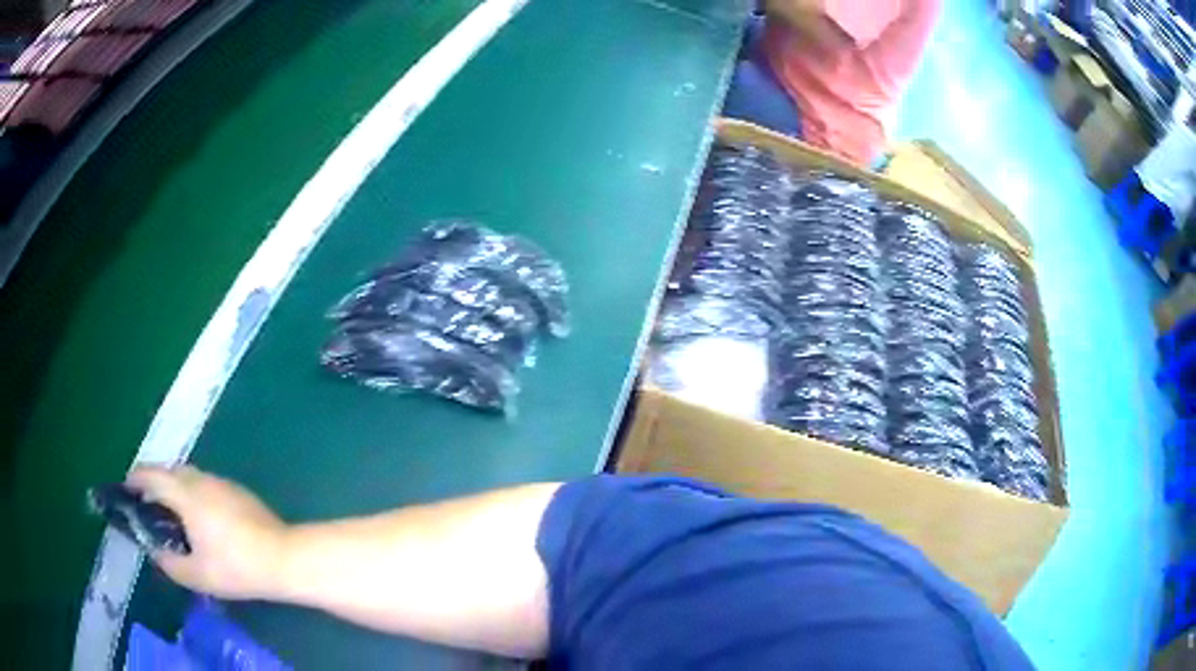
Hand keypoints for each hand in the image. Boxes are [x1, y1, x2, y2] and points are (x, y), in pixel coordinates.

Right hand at [127, 465, 289, 599]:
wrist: (283, 558)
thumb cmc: (237, 567)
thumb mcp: (198, 575)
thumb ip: (171, 564)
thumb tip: (156, 553)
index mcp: (187, 495)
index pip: (153, 476)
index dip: (136, 478)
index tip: (126, 486)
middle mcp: (203, 481)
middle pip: (171, 471)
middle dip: (155, 481)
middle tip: (147, 502)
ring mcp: (223, 483)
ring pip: (191, 476)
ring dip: (176, 486)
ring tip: (172, 511)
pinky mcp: (239, 492)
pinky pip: (207, 484)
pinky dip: (194, 493)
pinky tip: (200, 517)